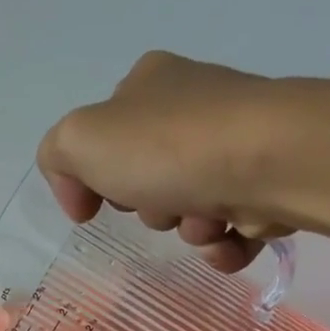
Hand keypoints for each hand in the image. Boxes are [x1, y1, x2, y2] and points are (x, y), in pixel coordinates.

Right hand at [38, 50, 296, 272]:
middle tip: (159, 203)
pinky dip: (222, 246)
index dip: (94, 178)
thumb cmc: (169, 147)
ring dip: (188, 229)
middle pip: (146, 182)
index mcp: (149, 84)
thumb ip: (58, 158)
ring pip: (188, 212)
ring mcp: (236, 144)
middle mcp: (194, 107)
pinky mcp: (269, 181)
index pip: (103, 137)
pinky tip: (228, 238)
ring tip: (205, 221)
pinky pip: (229, 232)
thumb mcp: (81, 141)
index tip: (95, 208)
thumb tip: (81, 196)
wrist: (271, 161)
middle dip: (149, 207)